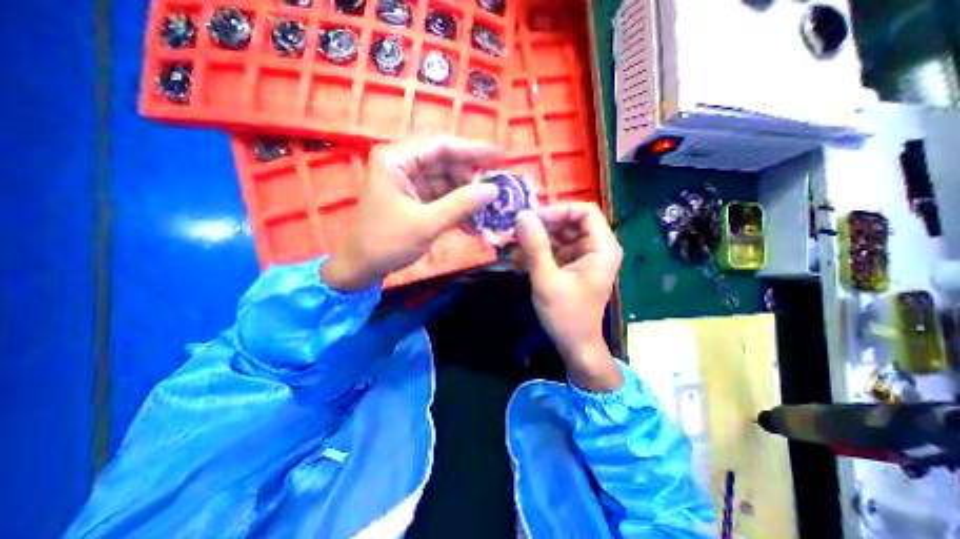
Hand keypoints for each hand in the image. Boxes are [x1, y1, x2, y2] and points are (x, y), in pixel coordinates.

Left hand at [322, 136, 503, 292]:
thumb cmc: (387, 242)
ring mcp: (409, 182)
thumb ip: (461, 204)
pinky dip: (457, 208)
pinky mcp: (414, 198)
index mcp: (397, 159)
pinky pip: (442, 197)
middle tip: (496, 191)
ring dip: (467, 198)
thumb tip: (493, 190)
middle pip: (446, 162)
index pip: (442, 145)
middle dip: (471, 179)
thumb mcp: (427, 223)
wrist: (362, 267)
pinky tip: (473, 224)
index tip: (501, 155)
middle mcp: (403, 164)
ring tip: (488, 212)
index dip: (474, 150)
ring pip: (447, 181)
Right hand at [514, 201, 626, 390]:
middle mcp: (598, 248)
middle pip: (571, 221)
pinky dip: (541, 251)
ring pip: (562, 234)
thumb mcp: (546, 278)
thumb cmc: (565, 315)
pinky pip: (558, 249)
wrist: (575, 346)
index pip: (584, 211)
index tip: (532, 219)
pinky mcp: (576, 266)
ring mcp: (587, 257)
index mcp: (602, 248)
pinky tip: (522, 258)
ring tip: (515, 245)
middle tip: (518, 231)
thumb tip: (522, 214)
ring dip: (539, 238)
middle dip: (544, 225)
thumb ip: (535, 245)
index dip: (558, 210)